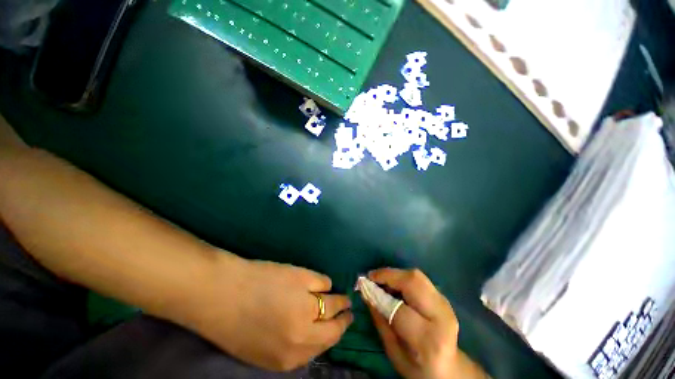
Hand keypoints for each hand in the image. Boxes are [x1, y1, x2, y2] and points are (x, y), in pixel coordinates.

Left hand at [185, 256, 352, 371]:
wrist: (222, 293)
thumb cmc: (236, 324)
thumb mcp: (262, 351)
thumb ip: (291, 348)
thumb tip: (314, 335)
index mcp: (290, 357)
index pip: (325, 347)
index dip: (335, 335)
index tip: (342, 327)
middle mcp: (302, 334)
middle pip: (335, 327)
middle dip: (344, 320)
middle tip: (349, 312)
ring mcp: (305, 304)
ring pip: (333, 302)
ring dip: (339, 299)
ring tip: (342, 297)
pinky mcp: (303, 278)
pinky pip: (324, 281)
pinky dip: (324, 283)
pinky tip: (319, 282)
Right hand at [367, 268, 486, 378]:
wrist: (449, 369)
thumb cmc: (417, 367)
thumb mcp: (393, 350)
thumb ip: (380, 319)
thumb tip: (365, 292)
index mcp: (428, 339)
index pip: (399, 309)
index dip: (379, 294)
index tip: (364, 285)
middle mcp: (441, 316)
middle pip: (413, 282)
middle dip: (389, 275)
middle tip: (372, 277)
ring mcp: (445, 304)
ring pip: (417, 276)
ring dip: (395, 274)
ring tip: (381, 280)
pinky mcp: (443, 297)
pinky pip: (420, 279)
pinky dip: (403, 277)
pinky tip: (394, 285)